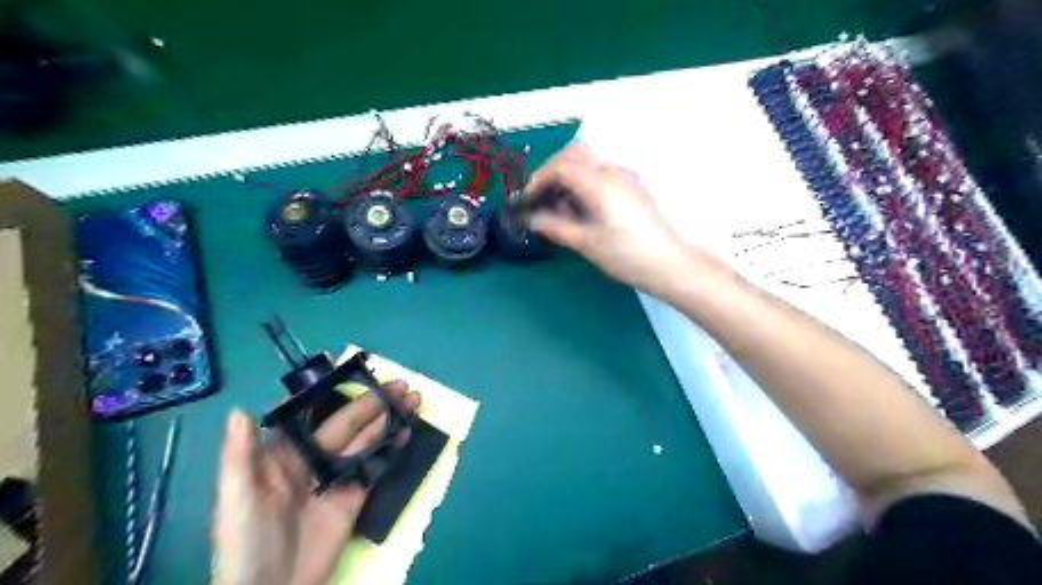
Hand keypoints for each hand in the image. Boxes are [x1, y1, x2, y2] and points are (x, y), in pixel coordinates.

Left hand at [209, 381, 417, 584]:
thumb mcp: (235, 499)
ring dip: (388, 418)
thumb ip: (240, 455)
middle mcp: (312, 458)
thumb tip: (240, 409)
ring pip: (366, 439)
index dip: (325, 389)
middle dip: (371, 401)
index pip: (306, 412)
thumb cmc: (245, 543)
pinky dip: (391, 448)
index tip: (346, 365)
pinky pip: (375, 465)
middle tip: (398, 383)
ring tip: (411, 399)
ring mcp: (336, 476)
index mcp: (281, 453)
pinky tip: (406, 433)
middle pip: (346, 422)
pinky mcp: (354, 495)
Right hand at [530, 141, 699, 296]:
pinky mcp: (632, 187)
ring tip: (558, 208)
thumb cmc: (626, 256)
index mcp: (600, 183)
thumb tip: (530, 218)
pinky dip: (582, 182)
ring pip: (588, 162)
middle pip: (574, 153)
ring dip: (567, 176)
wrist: (669, 264)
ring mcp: (625, 177)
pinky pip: (600, 173)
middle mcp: (613, 171)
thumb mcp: (586, 243)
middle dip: (551, 171)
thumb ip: (555, 226)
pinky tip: (580, 209)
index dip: (538, 180)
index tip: (526, 200)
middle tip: (539, 197)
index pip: (560, 165)